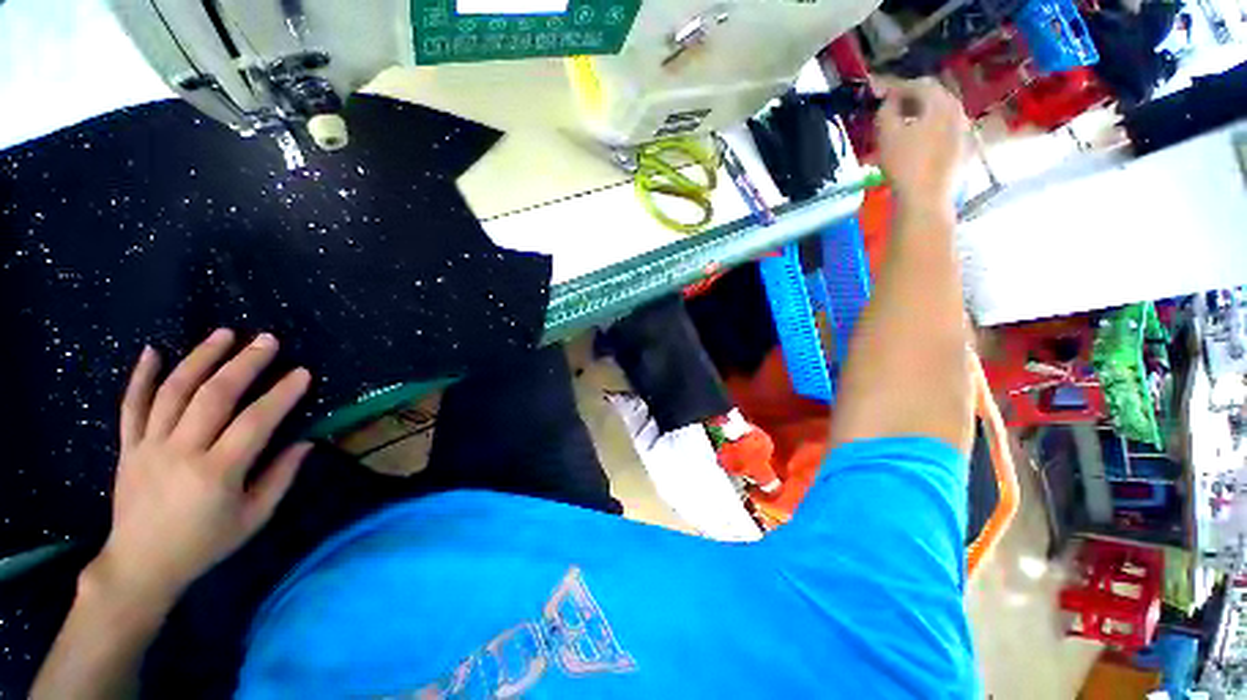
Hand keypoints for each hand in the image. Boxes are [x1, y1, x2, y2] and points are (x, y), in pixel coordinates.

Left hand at [89, 329, 312, 604]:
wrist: (141, 565)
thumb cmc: (205, 543)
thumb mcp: (253, 518)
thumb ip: (280, 477)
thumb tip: (305, 441)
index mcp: (216, 473)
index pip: (254, 423)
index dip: (281, 395)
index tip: (302, 373)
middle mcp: (180, 453)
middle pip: (212, 397)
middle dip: (243, 364)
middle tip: (267, 340)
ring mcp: (148, 447)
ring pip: (173, 392)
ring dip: (200, 358)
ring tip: (224, 334)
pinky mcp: (128, 448)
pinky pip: (131, 406)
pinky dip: (141, 377)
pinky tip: (153, 351)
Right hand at [875, 78, 968, 210]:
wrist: (926, 197)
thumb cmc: (904, 164)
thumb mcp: (886, 135)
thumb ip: (886, 111)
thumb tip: (889, 101)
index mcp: (940, 103)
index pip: (920, 84)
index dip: (899, 86)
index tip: (883, 93)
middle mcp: (958, 111)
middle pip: (936, 97)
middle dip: (914, 98)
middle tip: (895, 106)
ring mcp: (964, 131)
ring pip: (943, 114)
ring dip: (924, 114)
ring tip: (906, 125)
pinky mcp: (964, 149)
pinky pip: (947, 130)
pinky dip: (932, 130)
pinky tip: (920, 142)